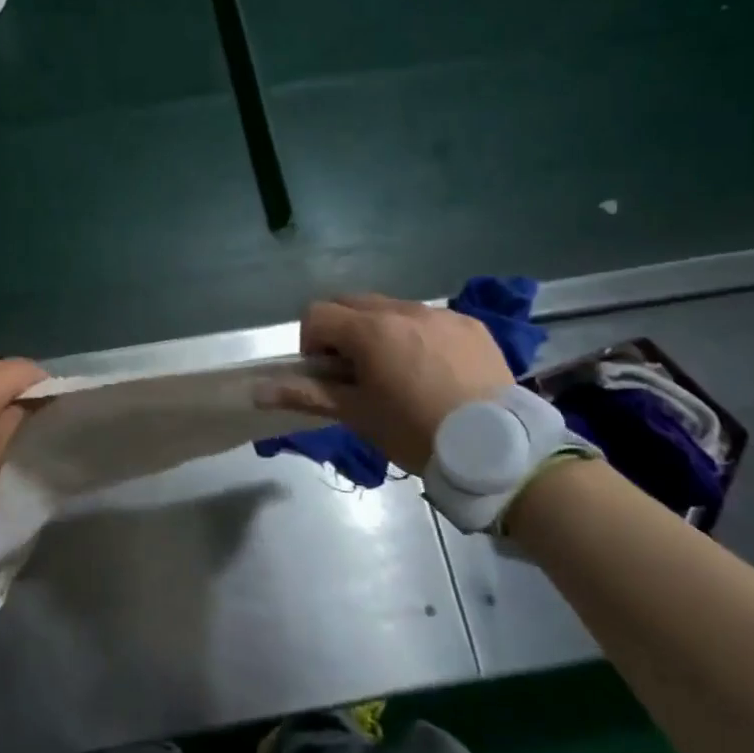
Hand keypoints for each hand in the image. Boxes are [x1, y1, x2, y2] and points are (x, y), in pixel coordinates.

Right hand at [261, 294, 513, 470]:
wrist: (496, 449)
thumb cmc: (415, 432)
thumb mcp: (357, 415)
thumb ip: (305, 395)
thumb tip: (256, 391)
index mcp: (370, 330)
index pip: (317, 313)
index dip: (311, 342)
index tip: (326, 373)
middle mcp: (403, 310)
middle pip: (353, 303)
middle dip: (343, 331)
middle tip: (355, 372)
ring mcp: (441, 314)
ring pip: (392, 309)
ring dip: (380, 331)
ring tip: (398, 373)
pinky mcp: (470, 325)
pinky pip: (429, 319)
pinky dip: (418, 336)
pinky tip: (435, 372)